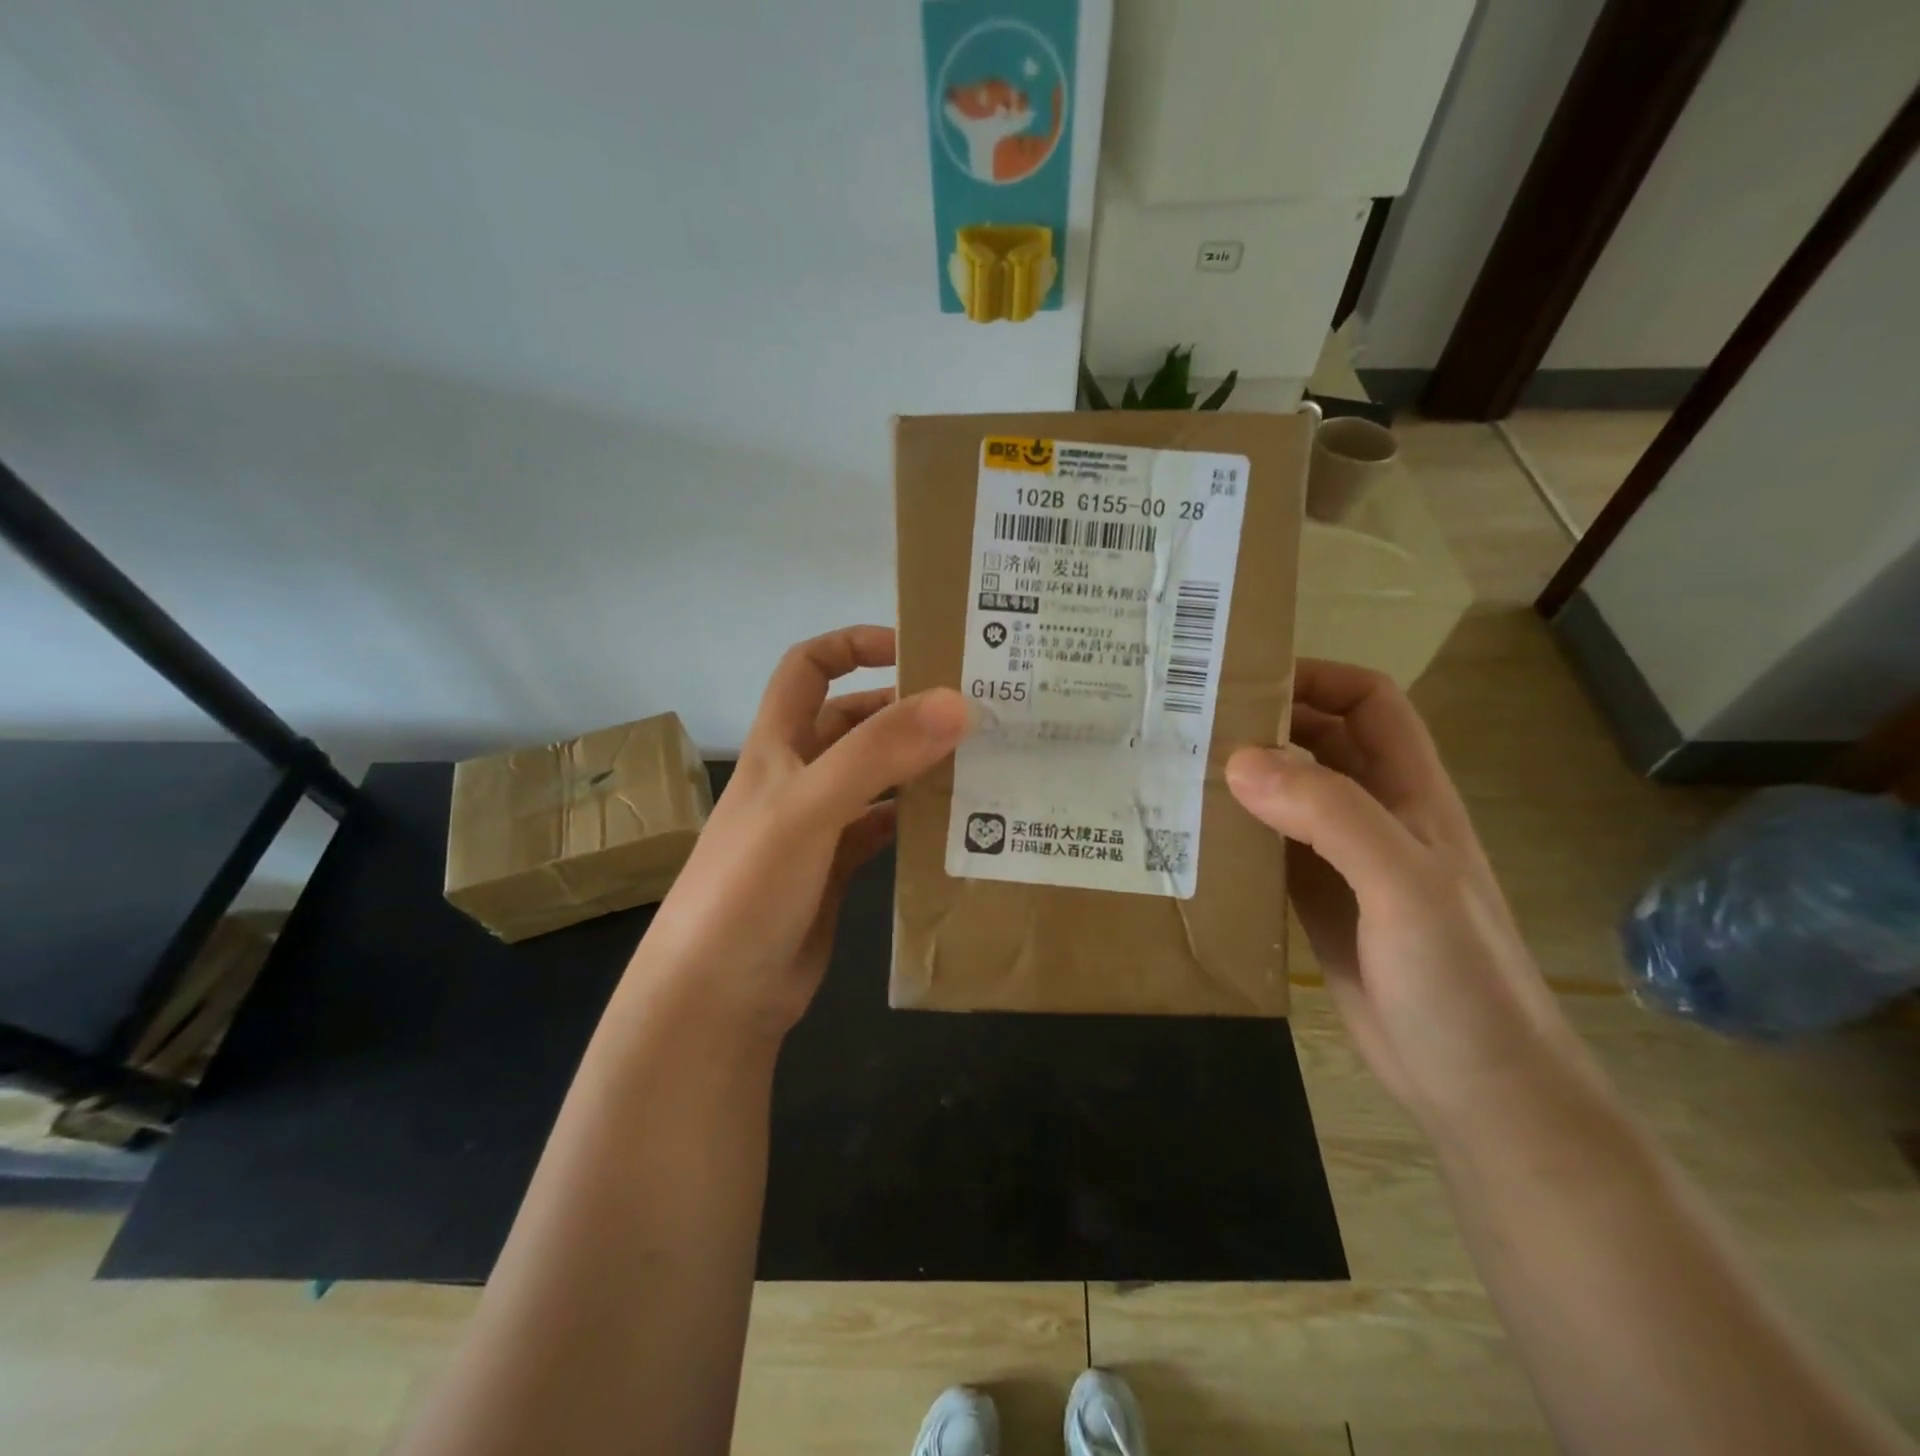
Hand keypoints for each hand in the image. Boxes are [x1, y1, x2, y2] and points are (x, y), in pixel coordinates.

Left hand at [634, 626, 968, 1039]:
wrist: (716, 998)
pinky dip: (914, 820)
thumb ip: (878, 753)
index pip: (808, 667)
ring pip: (874, 776)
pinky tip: (952, 823)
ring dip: (916, 764)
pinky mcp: (835, 870)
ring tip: (977, 761)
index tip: (916, 647)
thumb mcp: (809, 807)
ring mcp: (817, 826)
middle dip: (904, 708)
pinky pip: (882, 829)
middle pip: (853, 721)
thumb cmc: (748, 888)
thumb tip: (956, 703)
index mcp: (778, 746)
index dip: (854, 644)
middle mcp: (797, 776)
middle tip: (972, 712)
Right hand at [1226, 660, 1587, 1132]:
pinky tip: (1193, 836)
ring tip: (1176, 770)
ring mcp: (1344, 863)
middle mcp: (1377, 817)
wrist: (1478, 1090)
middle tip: (1189, 722)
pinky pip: (1269, 849)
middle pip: (1320, 744)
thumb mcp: (1404, 886)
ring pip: (1287, 796)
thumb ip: (1329, 815)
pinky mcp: (1316, 904)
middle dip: (1264, 723)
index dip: (1318, 678)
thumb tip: (1240, 760)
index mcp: (1411, 795)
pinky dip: (1234, 832)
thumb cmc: (1459, 981)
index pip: (1370, 704)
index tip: (1246, 679)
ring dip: (1242, 778)